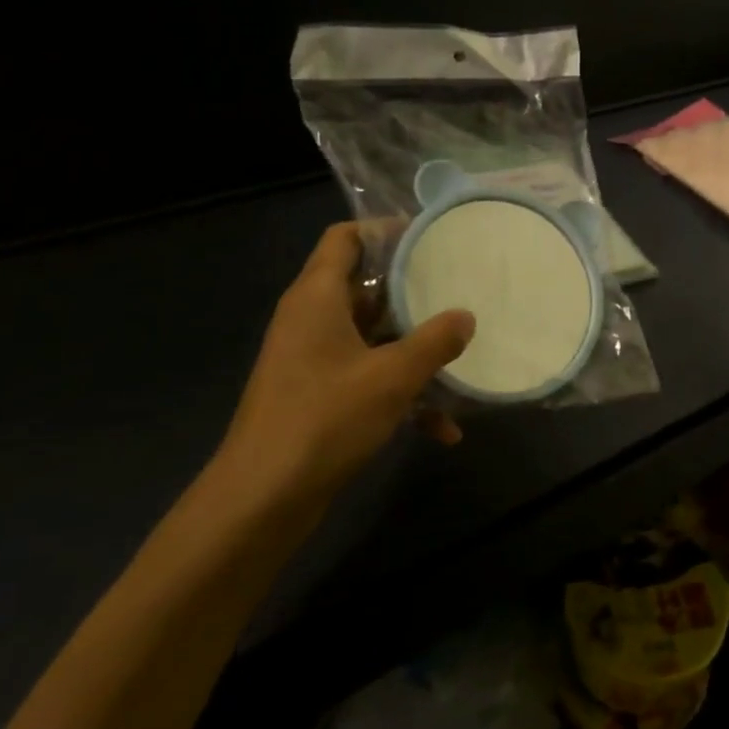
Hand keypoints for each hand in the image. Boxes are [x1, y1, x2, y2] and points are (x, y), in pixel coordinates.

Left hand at [211, 222, 474, 507]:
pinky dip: (401, 395)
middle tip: (460, 289)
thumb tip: (466, 317)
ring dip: (414, 350)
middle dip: (413, 292)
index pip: (345, 238)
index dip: (384, 229)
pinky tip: (442, 429)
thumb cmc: (325, 419)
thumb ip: (435, 341)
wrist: (263, 499)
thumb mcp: (393, 376)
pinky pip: (368, 379)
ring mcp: (314, 361)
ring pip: (373, 338)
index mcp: (317, 297)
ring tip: (460, 354)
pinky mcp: (319, 397)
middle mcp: (311, 320)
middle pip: (365, 287)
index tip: (430, 236)